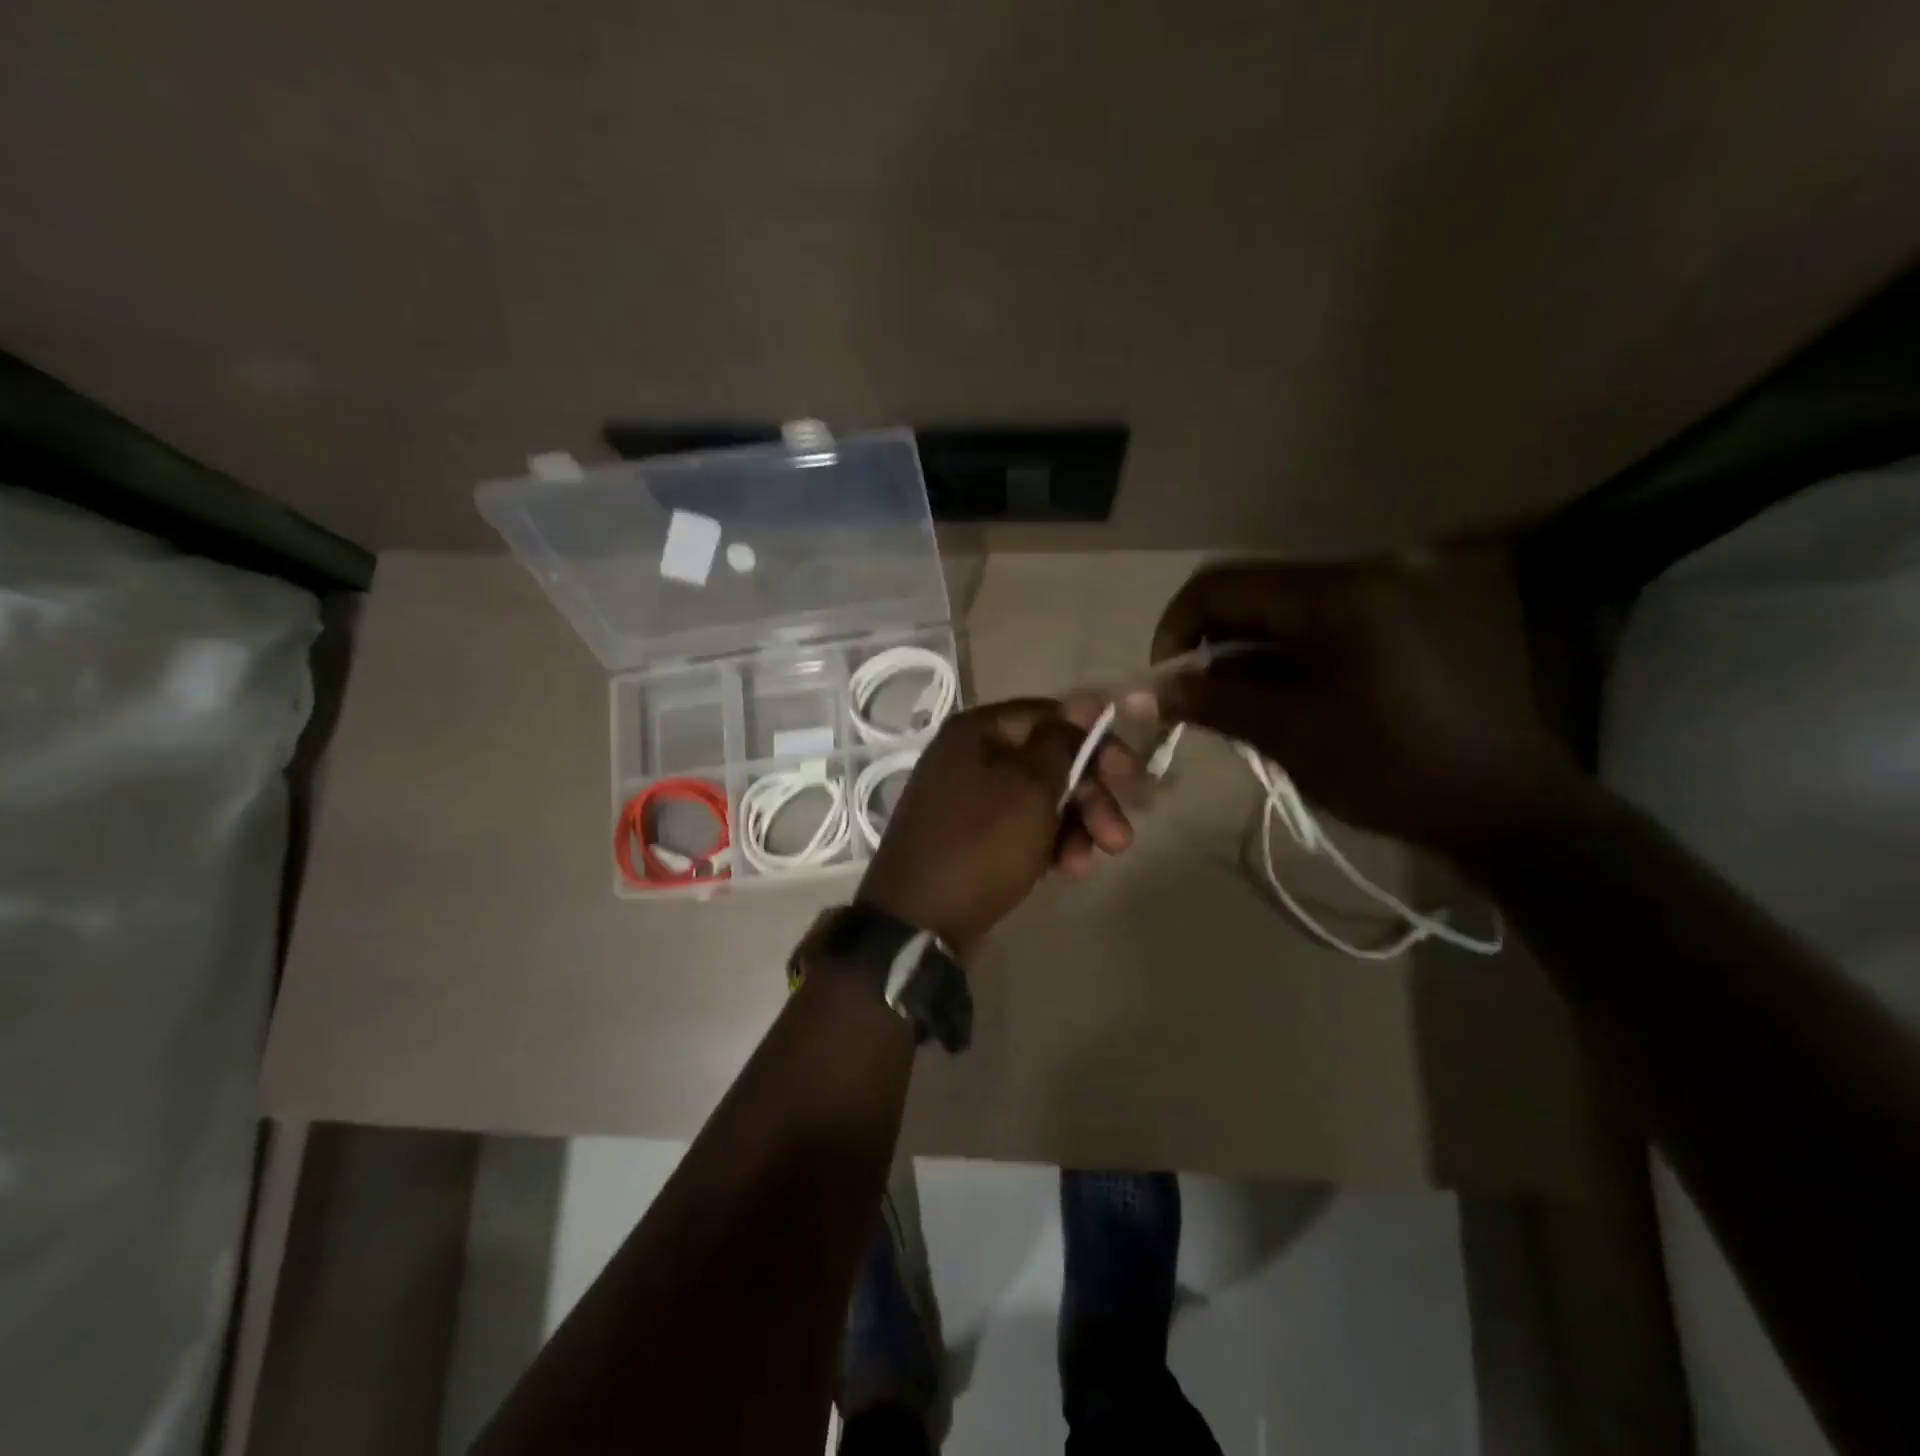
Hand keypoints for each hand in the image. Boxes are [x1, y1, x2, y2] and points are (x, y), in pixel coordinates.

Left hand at [856, 698, 1137, 952]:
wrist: (917, 920)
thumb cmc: (980, 844)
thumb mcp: (1030, 788)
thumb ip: (1062, 743)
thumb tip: (1086, 700)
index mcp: (979, 731)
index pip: (1052, 717)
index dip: (1096, 742)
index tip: (1130, 775)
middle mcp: (971, 756)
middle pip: (1049, 762)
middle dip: (1090, 798)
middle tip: (1120, 837)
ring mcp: (968, 799)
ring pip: (1039, 800)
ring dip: (1073, 828)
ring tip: (1085, 865)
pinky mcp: (971, 837)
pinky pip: (1020, 828)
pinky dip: (1047, 844)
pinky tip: (1064, 871)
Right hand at [1152, 560, 1576, 852]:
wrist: (1501, 803)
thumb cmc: (1388, 765)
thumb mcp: (1287, 733)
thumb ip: (1212, 701)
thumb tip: (1148, 692)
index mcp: (1331, 594)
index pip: (1221, 585)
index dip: (1176, 627)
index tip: (1165, 681)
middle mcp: (1356, 578)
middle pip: (1250, 594)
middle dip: (1208, 644)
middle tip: (1193, 700)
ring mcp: (1379, 600)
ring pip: (1279, 613)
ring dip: (1242, 655)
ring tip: (1232, 710)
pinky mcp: (1392, 626)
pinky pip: (1314, 628)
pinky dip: (1280, 659)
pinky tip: (1275, 703)